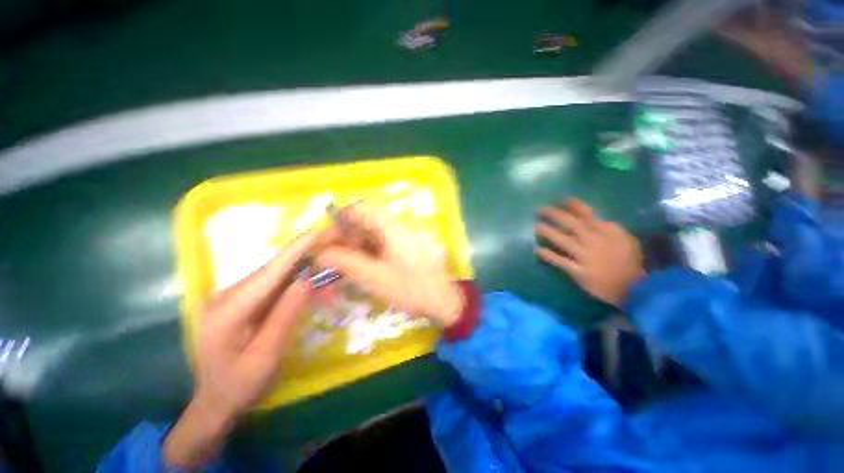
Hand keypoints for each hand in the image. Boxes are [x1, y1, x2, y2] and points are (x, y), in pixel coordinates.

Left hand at [163, 233, 317, 467]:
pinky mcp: (241, 301)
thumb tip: (308, 280)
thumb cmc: (240, 386)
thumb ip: (286, 315)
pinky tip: (310, 284)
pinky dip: (294, 281)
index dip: (296, 250)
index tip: (318, 232)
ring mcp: (232, 297)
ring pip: (274, 275)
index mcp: (228, 310)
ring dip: (302, 270)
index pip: (270, 272)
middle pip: (273, 269)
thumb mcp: (266, 356)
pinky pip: (272, 285)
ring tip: (328, 271)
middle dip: (306, 258)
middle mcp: (226, 296)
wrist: (215, 403)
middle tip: (334, 253)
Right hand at [316, 205, 463, 327]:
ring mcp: (403, 236)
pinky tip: (361, 268)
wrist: (445, 301)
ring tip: (343, 267)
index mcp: (391, 227)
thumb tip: (320, 253)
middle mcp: (397, 226)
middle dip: (345, 237)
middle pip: (364, 221)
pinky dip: (367, 252)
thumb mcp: (375, 278)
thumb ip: (346, 262)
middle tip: (331, 259)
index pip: (359, 209)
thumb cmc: (411, 289)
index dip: (338, 221)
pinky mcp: (405, 247)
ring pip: (372, 233)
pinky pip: (381, 243)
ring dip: (355, 246)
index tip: (326, 241)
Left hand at [535, 199, 643, 306]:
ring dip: (548, 232)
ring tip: (536, 227)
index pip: (586, 213)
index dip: (570, 205)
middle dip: (554, 214)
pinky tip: (537, 250)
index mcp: (607, 231)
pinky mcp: (580, 272)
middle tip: (540, 210)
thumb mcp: (625, 240)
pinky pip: (561, 262)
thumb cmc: (631, 263)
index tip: (557, 200)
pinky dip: (548, 255)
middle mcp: (594, 240)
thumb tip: (588, 218)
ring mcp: (586, 256)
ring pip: (563, 240)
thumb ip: (606, 228)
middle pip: (570, 224)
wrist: (638, 289)